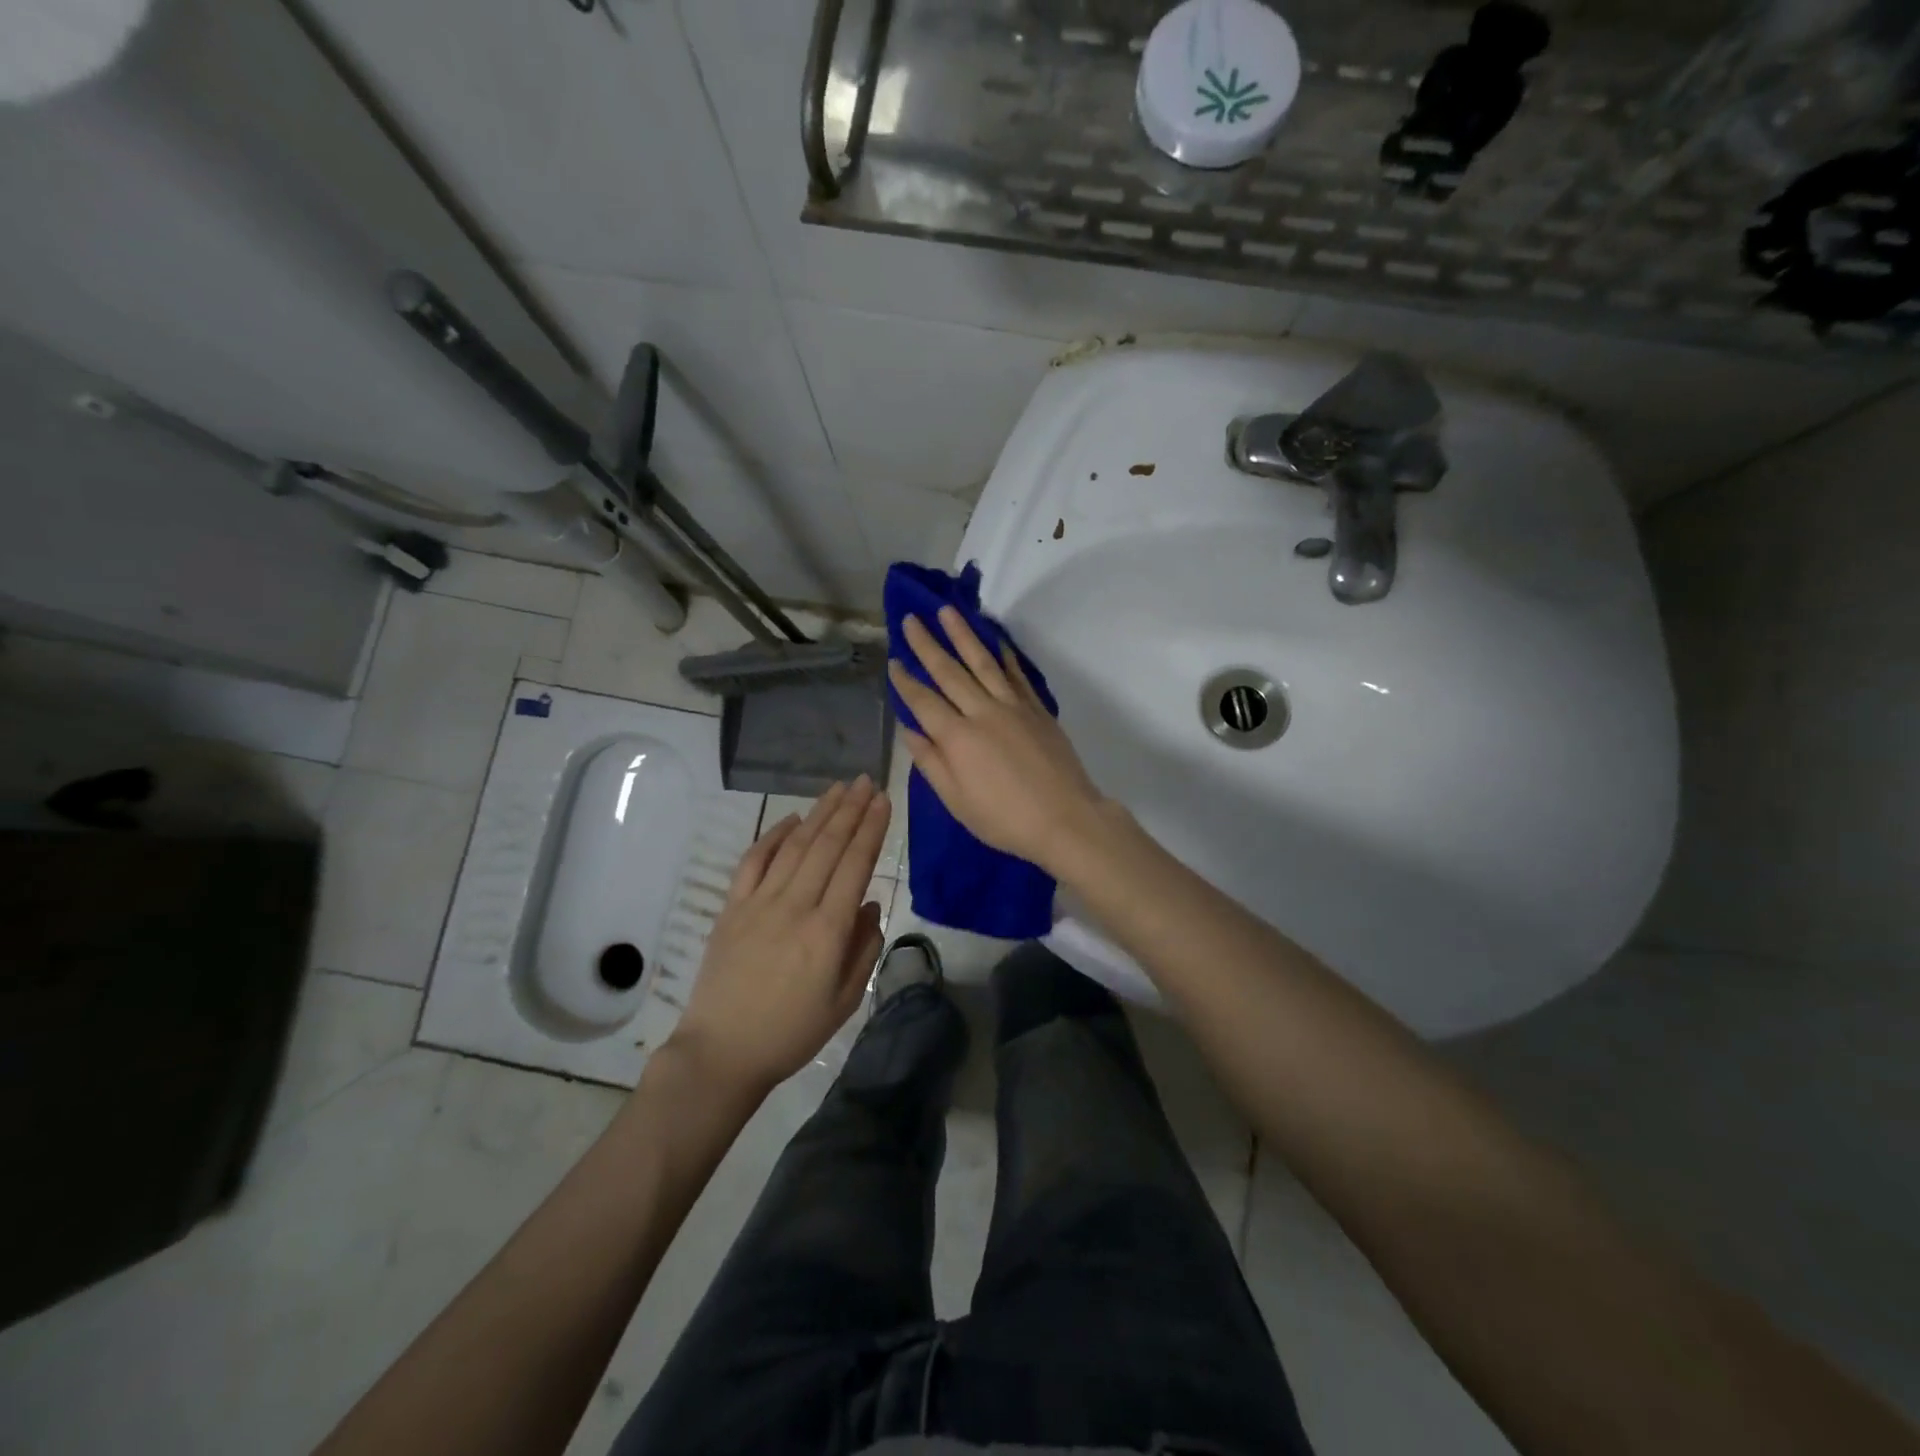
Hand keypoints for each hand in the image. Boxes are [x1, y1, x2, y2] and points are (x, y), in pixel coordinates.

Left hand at [669, 778, 889, 1094]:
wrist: (722, 1052)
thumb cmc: (792, 1033)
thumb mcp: (845, 1001)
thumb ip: (864, 949)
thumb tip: (869, 904)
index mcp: (827, 930)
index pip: (855, 864)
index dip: (871, 829)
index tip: (883, 800)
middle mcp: (795, 906)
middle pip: (827, 846)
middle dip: (850, 809)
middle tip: (866, 781)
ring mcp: (759, 903)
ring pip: (794, 846)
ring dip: (819, 814)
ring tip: (838, 789)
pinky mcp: (732, 908)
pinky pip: (753, 861)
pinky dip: (773, 836)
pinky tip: (791, 819)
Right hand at [888, 608, 1108, 871]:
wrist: (1065, 818)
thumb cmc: (1005, 819)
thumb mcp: (957, 801)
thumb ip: (931, 763)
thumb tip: (909, 731)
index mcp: (957, 738)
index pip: (923, 702)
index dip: (906, 681)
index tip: (893, 661)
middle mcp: (982, 712)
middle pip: (949, 672)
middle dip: (926, 645)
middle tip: (911, 620)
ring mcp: (1013, 706)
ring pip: (982, 662)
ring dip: (963, 635)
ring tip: (947, 611)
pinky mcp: (1037, 709)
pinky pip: (1015, 674)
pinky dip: (1003, 655)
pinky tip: (994, 640)